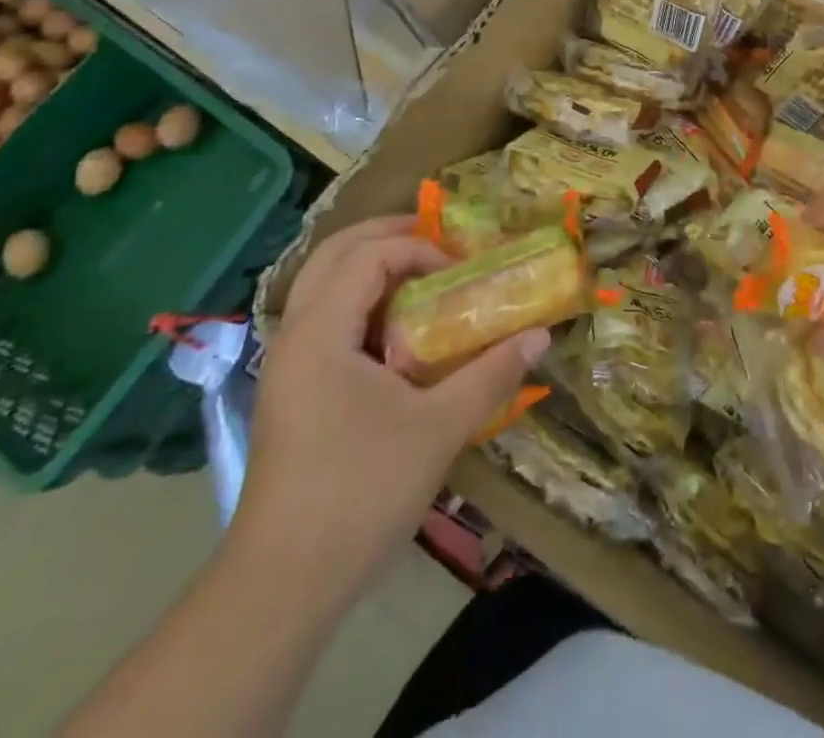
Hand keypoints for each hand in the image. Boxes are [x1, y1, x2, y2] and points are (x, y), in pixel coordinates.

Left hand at [229, 216, 548, 605]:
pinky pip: (324, 318)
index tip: (461, 275)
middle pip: (334, 253)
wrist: (282, 587)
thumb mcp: (440, 428)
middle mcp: (295, 335)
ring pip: (323, 285)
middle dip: (388, 236)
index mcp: (321, 332)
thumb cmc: (361, 493)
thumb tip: (541, 335)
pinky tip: (398, 333)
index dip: (420, 250)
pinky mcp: (291, 391)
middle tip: (439, 243)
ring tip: (423, 277)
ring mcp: (287, 365)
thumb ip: (492, 374)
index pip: (369, 255)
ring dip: (371, 267)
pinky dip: (361, 302)